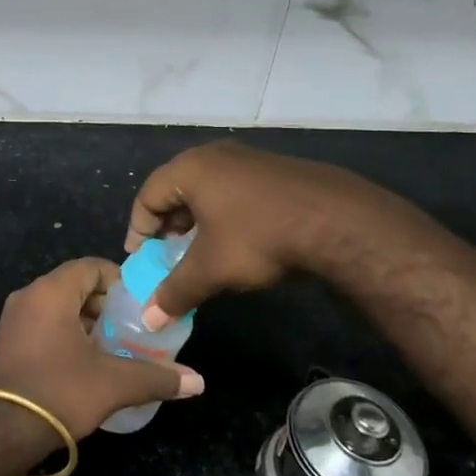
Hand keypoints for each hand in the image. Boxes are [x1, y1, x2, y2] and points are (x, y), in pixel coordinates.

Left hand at [0, 257, 203, 441]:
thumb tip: (197, 382)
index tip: (141, 303)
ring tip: (112, 349)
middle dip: (105, 305)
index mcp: (50, 292)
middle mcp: (27, 297)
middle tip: (131, 329)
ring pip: (56, 308)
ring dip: (85, 323)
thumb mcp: (112, 384)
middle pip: (74, 286)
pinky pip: (41, 326)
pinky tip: (82, 366)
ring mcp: (11, 321)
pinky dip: (64, 336)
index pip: (90, 266)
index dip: (119, 280)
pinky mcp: (4, 345)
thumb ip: (156, 377)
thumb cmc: (57, 392)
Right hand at [126, 141, 373, 329]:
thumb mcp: (211, 269)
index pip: (147, 195)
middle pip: (176, 190)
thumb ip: (175, 291)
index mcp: (190, 169)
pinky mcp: (274, 170)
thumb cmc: (258, 237)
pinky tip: (238, 241)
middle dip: (168, 226)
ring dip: (197, 222)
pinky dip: (224, 215)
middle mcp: (214, 155)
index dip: (139, 229)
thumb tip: (149, 320)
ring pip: (207, 190)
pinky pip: (234, 191)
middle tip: (167, 256)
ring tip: (201, 253)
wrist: (336, 220)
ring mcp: (247, 159)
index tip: (141, 258)